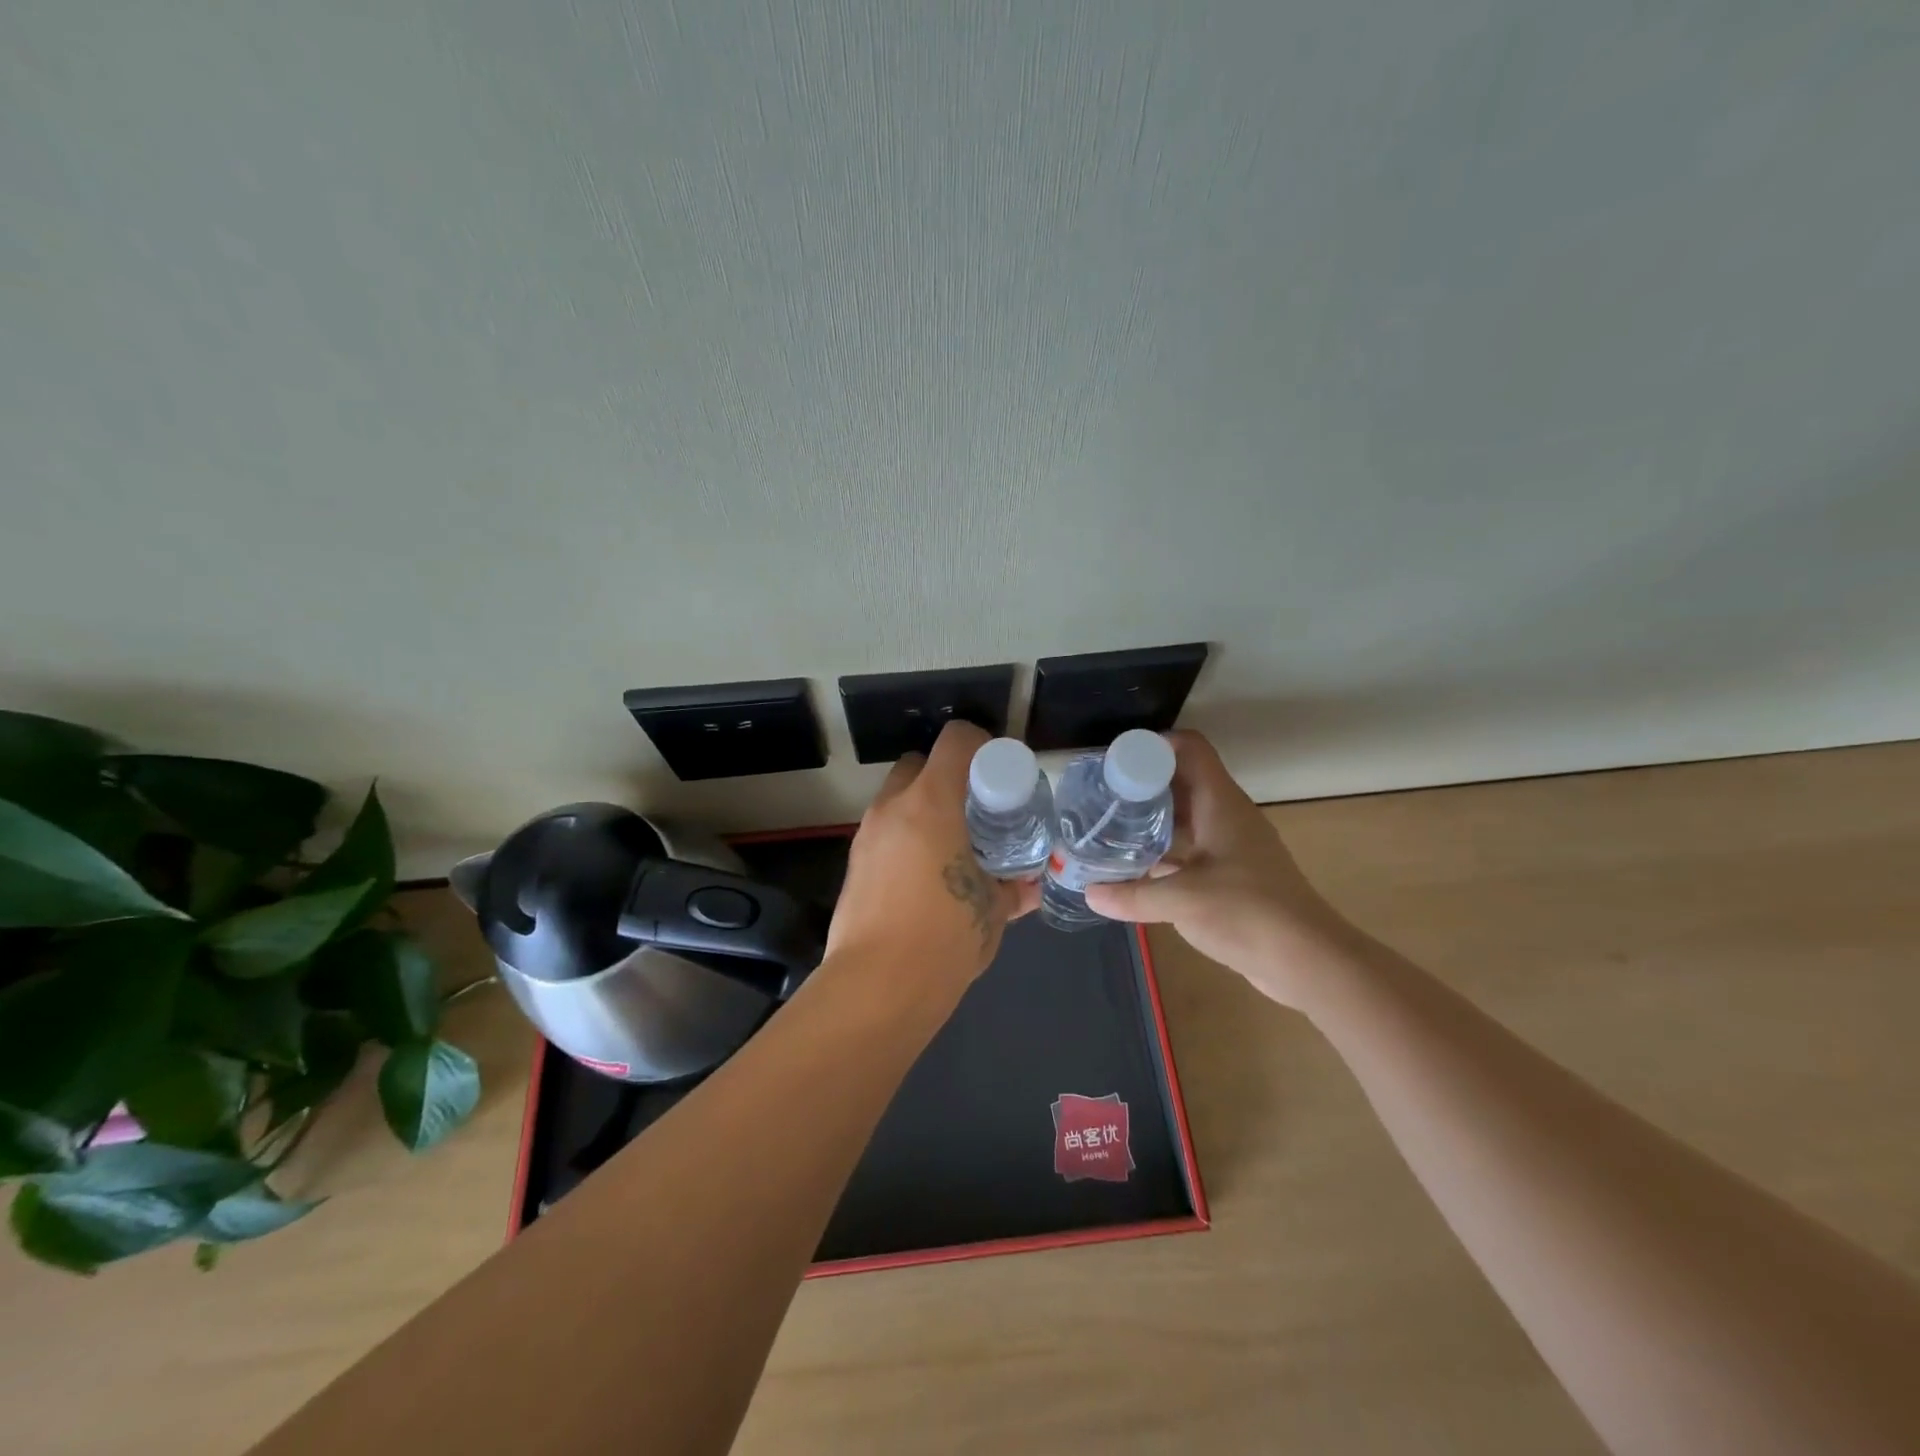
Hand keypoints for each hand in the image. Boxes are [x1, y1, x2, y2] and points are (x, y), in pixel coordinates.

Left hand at [827, 721, 1039, 994]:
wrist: (878, 987)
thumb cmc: (945, 937)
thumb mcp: (993, 910)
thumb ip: (1013, 887)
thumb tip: (1029, 884)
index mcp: (931, 803)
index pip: (956, 741)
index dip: (982, 745)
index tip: (1000, 774)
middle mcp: (893, 808)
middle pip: (918, 764)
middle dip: (946, 778)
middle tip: (975, 811)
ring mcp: (866, 835)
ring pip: (897, 799)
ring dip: (924, 809)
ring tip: (952, 846)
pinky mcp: (853, 864)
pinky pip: (885, 833)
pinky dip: (907, 839)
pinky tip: (926, 877)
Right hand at [1084, 731, 1349, 1007]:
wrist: (1308, 960)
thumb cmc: (1247, 912)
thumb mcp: (1182, 900)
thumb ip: (1132, 894)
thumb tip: (1089, 893)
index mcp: (1220, 803)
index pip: (1190, 748)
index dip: (1153, 746)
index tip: (1116, 762)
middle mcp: (1226, 816)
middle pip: (1182, 781)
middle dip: (1142, 785)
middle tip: (1102, 798)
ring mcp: (1231, 846)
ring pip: (1185, 817)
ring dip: (1151, 820)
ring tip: (1109, 829)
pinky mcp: (1232, 875)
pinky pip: (1191, 849)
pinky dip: (1164, 852)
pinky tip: (1135, 868)